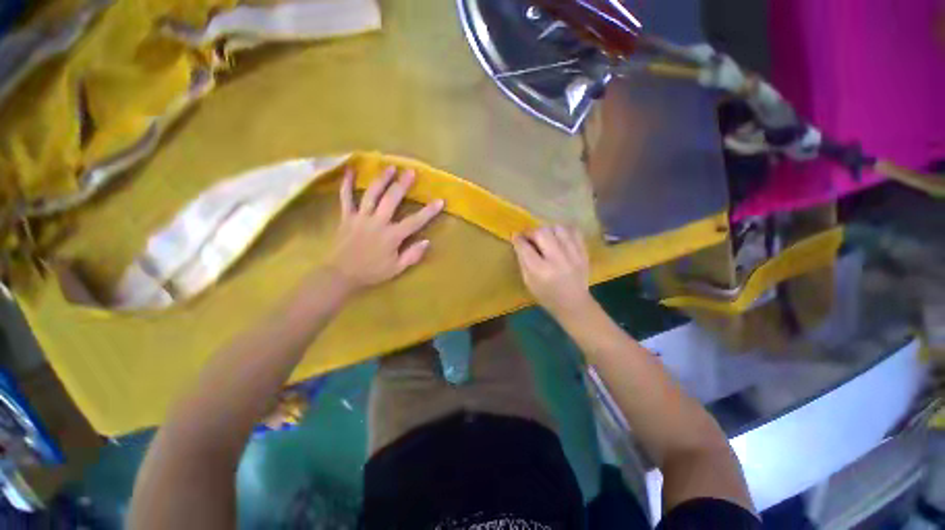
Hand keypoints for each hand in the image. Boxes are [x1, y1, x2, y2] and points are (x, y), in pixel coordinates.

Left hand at [326, 166, 443, 294]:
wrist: (341, 274)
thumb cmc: (372, 272)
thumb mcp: (397, 269)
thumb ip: (412, 255)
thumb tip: (427, 241)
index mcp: (392, 236)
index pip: (415, 221)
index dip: (429, 211)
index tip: (440, 200)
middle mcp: (377, 222)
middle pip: (392, 200)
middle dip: (403, 185)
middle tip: (411, 172)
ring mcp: (360, 217)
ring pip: (372, 194)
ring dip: (382, 179)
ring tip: (390, 167)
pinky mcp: (346, 217)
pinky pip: (345, 197)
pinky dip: (347, 183)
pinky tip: (350, 170)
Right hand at [512, 225, 592, 318]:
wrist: (574, 304)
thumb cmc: (547, 296)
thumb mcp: (528, 282)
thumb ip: (523, 261)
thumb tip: (519, 243)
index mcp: (540, 271)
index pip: (525, 247)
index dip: (518, 238)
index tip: (515, 235)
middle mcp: (557, 260)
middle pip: (542, 233)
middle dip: (532, 232)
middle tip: (530, 237)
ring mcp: (573, 255)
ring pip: (558, 228)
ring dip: (548, 230)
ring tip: (546, 237)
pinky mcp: (584, 252)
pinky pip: (574, 231)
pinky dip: (564, 231)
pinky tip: (559, 237)